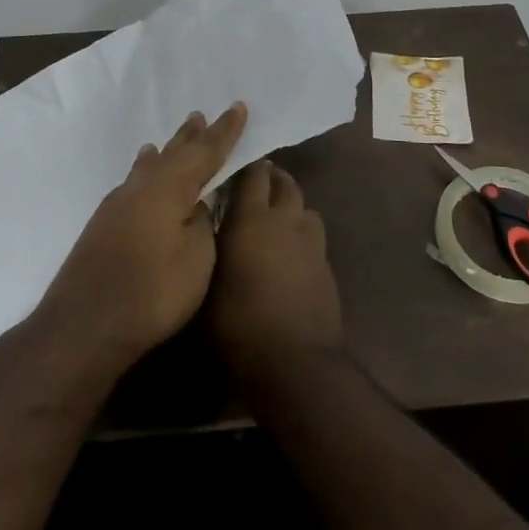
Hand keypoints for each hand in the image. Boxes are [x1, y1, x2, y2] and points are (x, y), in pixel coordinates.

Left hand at [36, 103, 247, 375]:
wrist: (83, 325)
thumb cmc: (152, 293)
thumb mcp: (196, 259)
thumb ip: (202, 224)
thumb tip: (195, 206)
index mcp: (170, 189)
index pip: (205, 152)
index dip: (224, 132)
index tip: (238, 107)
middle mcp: (142, 187)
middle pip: (173, 153)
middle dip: (192, 136)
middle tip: (201, 115)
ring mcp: (118, 204)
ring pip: (149, 166)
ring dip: (166, 150)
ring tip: (171, 138)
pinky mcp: (103, 224)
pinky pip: (133, 182)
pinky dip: (145, 169)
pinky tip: (142, 172)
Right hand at [209, 160, 343, 380]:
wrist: (297, 364)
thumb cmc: (240, 326)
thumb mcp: (205, 290)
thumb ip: (206, 251)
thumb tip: (202, 230)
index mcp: (251, 219)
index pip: (252, 174)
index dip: (244, 166)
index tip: (230, 165)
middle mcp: (285, 220)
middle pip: (284, 183)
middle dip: (270, 179)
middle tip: (252, 187)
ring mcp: (311, 242)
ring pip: (304, 206)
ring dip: (290, 205)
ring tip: (273, 218)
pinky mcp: (326, 265)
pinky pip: (313, 235)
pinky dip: (302, 233)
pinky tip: (289, 252)